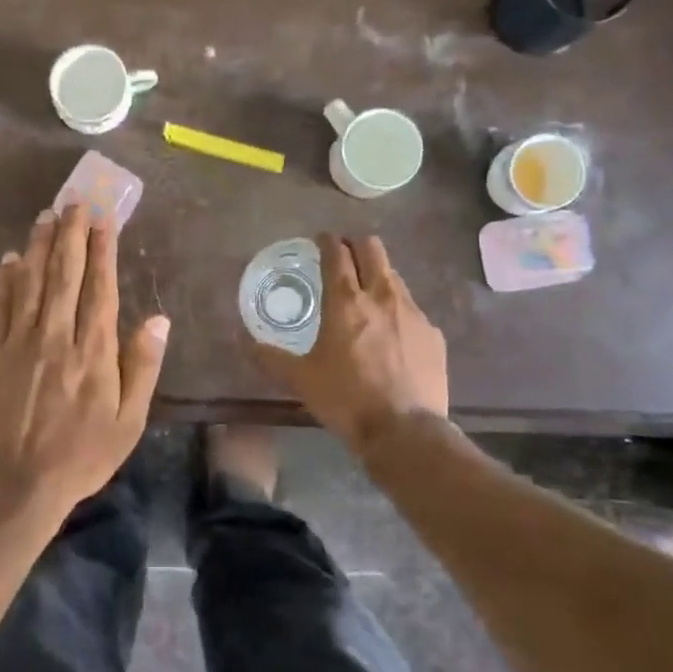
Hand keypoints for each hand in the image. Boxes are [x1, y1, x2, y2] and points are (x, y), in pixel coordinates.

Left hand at [0, 203, 169, 518]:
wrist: (16, 484)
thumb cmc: (81, 455)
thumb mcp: (129, 421)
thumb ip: (143, 366)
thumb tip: (158, 319)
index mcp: (95, 351)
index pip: (100, 288)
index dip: (102, 251)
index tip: (104, 220)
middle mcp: (57, 335)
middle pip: (64, 274)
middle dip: (70, 234)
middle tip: (74, 202)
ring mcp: (20, 342)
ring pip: (31, 281)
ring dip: (39, 245)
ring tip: (46, 215)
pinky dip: (4, 279)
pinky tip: (10, 258)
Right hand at [251, 234, 447, 453]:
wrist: (404, 431)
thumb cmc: (345, 399)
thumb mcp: (299, 379)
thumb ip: (268, 355)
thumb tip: (239, 338)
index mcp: (346, 301)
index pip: (337, 252)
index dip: (327, 241)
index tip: (320, 240)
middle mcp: (382, 296)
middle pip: (373, 248)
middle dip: (356, 245)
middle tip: (344, 257)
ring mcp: (413, 312)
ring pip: (394, 276)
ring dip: (377, 275)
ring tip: (366, 295)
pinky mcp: (433, 333)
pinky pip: (412, 309)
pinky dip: (397, 311)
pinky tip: (392, 334)